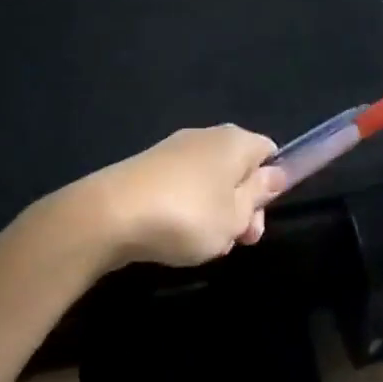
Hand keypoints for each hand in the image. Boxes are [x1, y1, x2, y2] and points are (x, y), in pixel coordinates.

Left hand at [78, 125, 287, 268]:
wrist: (107, 216)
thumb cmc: (187, 216)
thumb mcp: (235, 216)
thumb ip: (258, 195)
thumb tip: (274, 174)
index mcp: (235, 141)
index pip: (269, 152)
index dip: (271, 185)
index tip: (259, 218)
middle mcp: (206, 136)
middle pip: (238, 169)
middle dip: (242, 206)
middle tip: (236, 241)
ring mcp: (173, 150)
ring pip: (209, 182)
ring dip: (214, 213)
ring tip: (202, 245)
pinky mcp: (146, 168)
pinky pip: (181, 187)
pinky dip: (185, 210)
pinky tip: (174, 237)